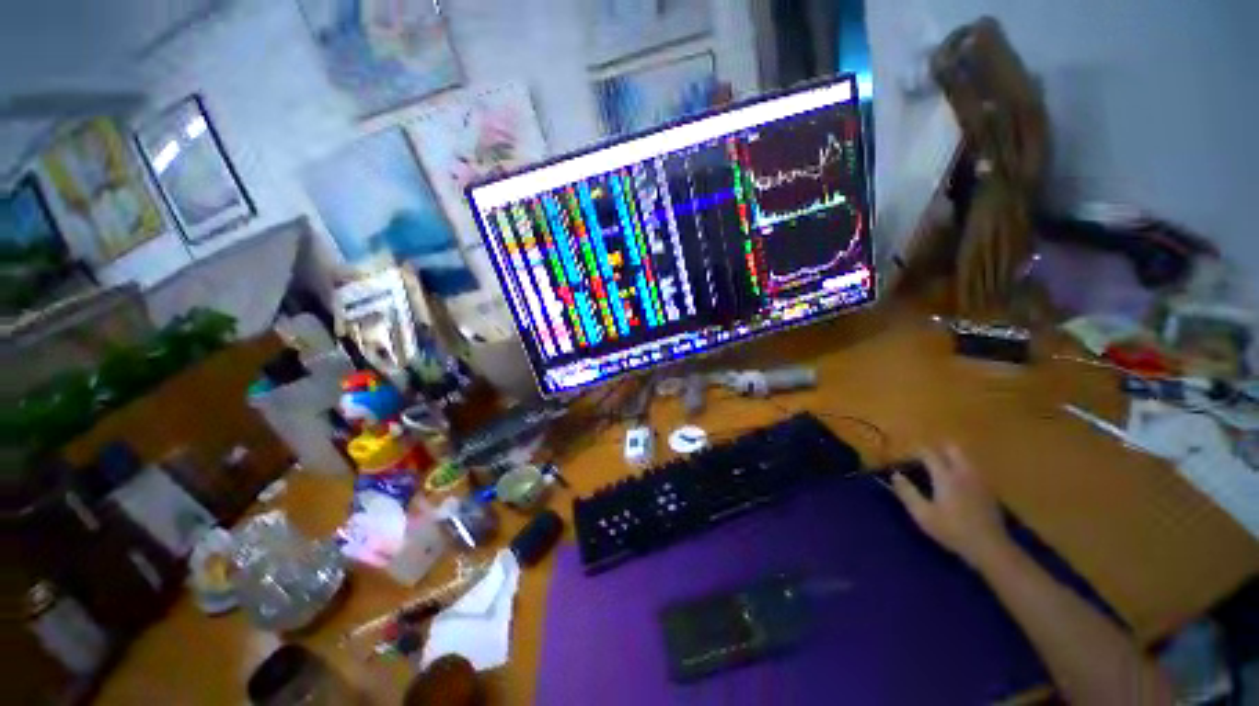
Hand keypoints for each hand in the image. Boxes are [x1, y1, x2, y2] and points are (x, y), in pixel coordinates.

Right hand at [891, 446, 1011, 568]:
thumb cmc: (952, 530)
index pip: (929, 453)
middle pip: (952, 448)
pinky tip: (958, 486)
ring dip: (952, 459)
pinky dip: (963, 470)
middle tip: (926, 462)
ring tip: (941, 472)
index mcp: (945, 476)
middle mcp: (964, 472)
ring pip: (965, 458)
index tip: (906, 459)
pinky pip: (974, 470)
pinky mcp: (989, 490)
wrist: (990, 547)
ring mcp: (980, 480)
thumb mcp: (922, 514)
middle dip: (938, 450)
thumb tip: (895, 475)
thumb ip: (907, 492)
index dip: (916, 452)